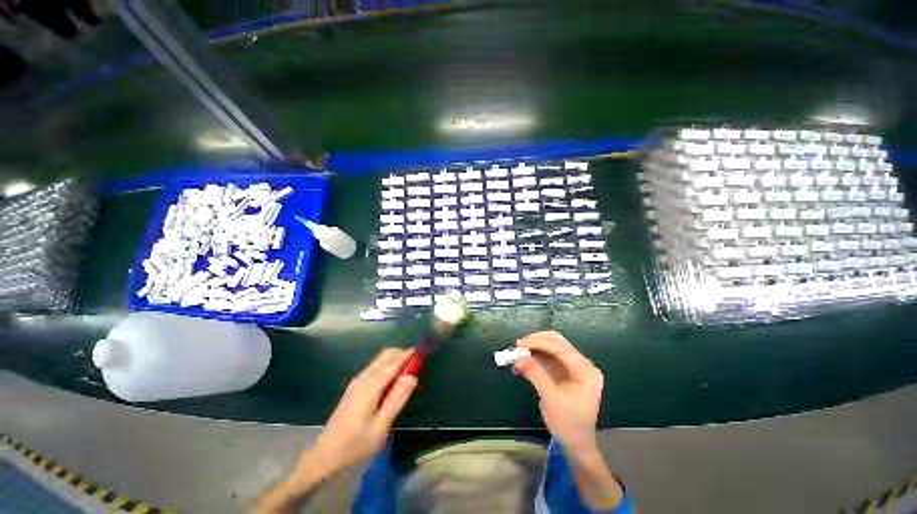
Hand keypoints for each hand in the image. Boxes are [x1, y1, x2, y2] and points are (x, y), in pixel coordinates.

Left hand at [308, 348, 417, 476]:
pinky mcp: (354, 387)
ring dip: (393, 360)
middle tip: (415, 363)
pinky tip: (392, 378)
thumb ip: (396, 400)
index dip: (406, 356)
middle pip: (384, 357)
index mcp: (369, 388)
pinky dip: (386, 366)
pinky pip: (374, 368)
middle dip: (400, 355)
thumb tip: (412, 377)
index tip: (418, 350)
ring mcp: (356, 382)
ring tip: (407, 369)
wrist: (324, 457)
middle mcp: (362, 379)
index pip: (392, 365)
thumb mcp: (380, 427)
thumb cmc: (355, 446)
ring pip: (378, 361)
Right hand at [514, 331, 602, 454]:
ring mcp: (573, 368)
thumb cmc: (568, 423)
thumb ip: (535, 374)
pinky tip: (523, 362)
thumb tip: (517, 357)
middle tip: (518, 346)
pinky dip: (535, 357)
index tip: (519, 344)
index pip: (560, 347)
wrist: (576, 445)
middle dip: (536, 342)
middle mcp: (581, 364)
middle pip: (557, 342)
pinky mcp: (564, 373)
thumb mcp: (551, 398)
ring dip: (534, 348)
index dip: (539, 342)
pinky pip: (548, 358)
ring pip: (551, 348)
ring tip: (518, 354)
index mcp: (585, 369)